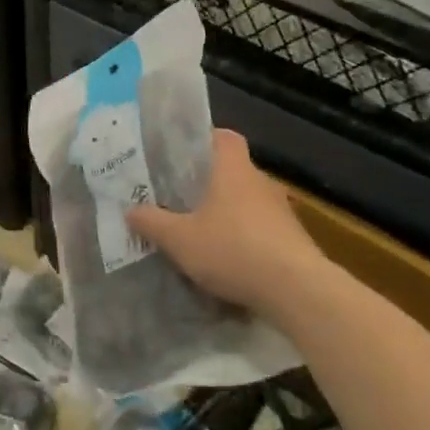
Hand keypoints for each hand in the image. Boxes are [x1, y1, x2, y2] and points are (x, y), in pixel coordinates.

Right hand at [126, 129, 323, 313]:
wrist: (299, 292)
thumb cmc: (233, 250)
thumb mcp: (179, 239)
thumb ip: (151, 222)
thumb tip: (130, 210)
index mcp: (233, 170)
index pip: (223, 137)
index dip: (204, 139)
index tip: (183, 154)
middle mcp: (261, 183)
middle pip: (234, 171)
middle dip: (210, 183)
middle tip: (181, 197)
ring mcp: (283, 212)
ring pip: (249, 202)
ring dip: (230, 214)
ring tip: (203, 233)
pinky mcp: (296, 241)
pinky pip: (264, 230)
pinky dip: (247, 240)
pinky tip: (230, 262)